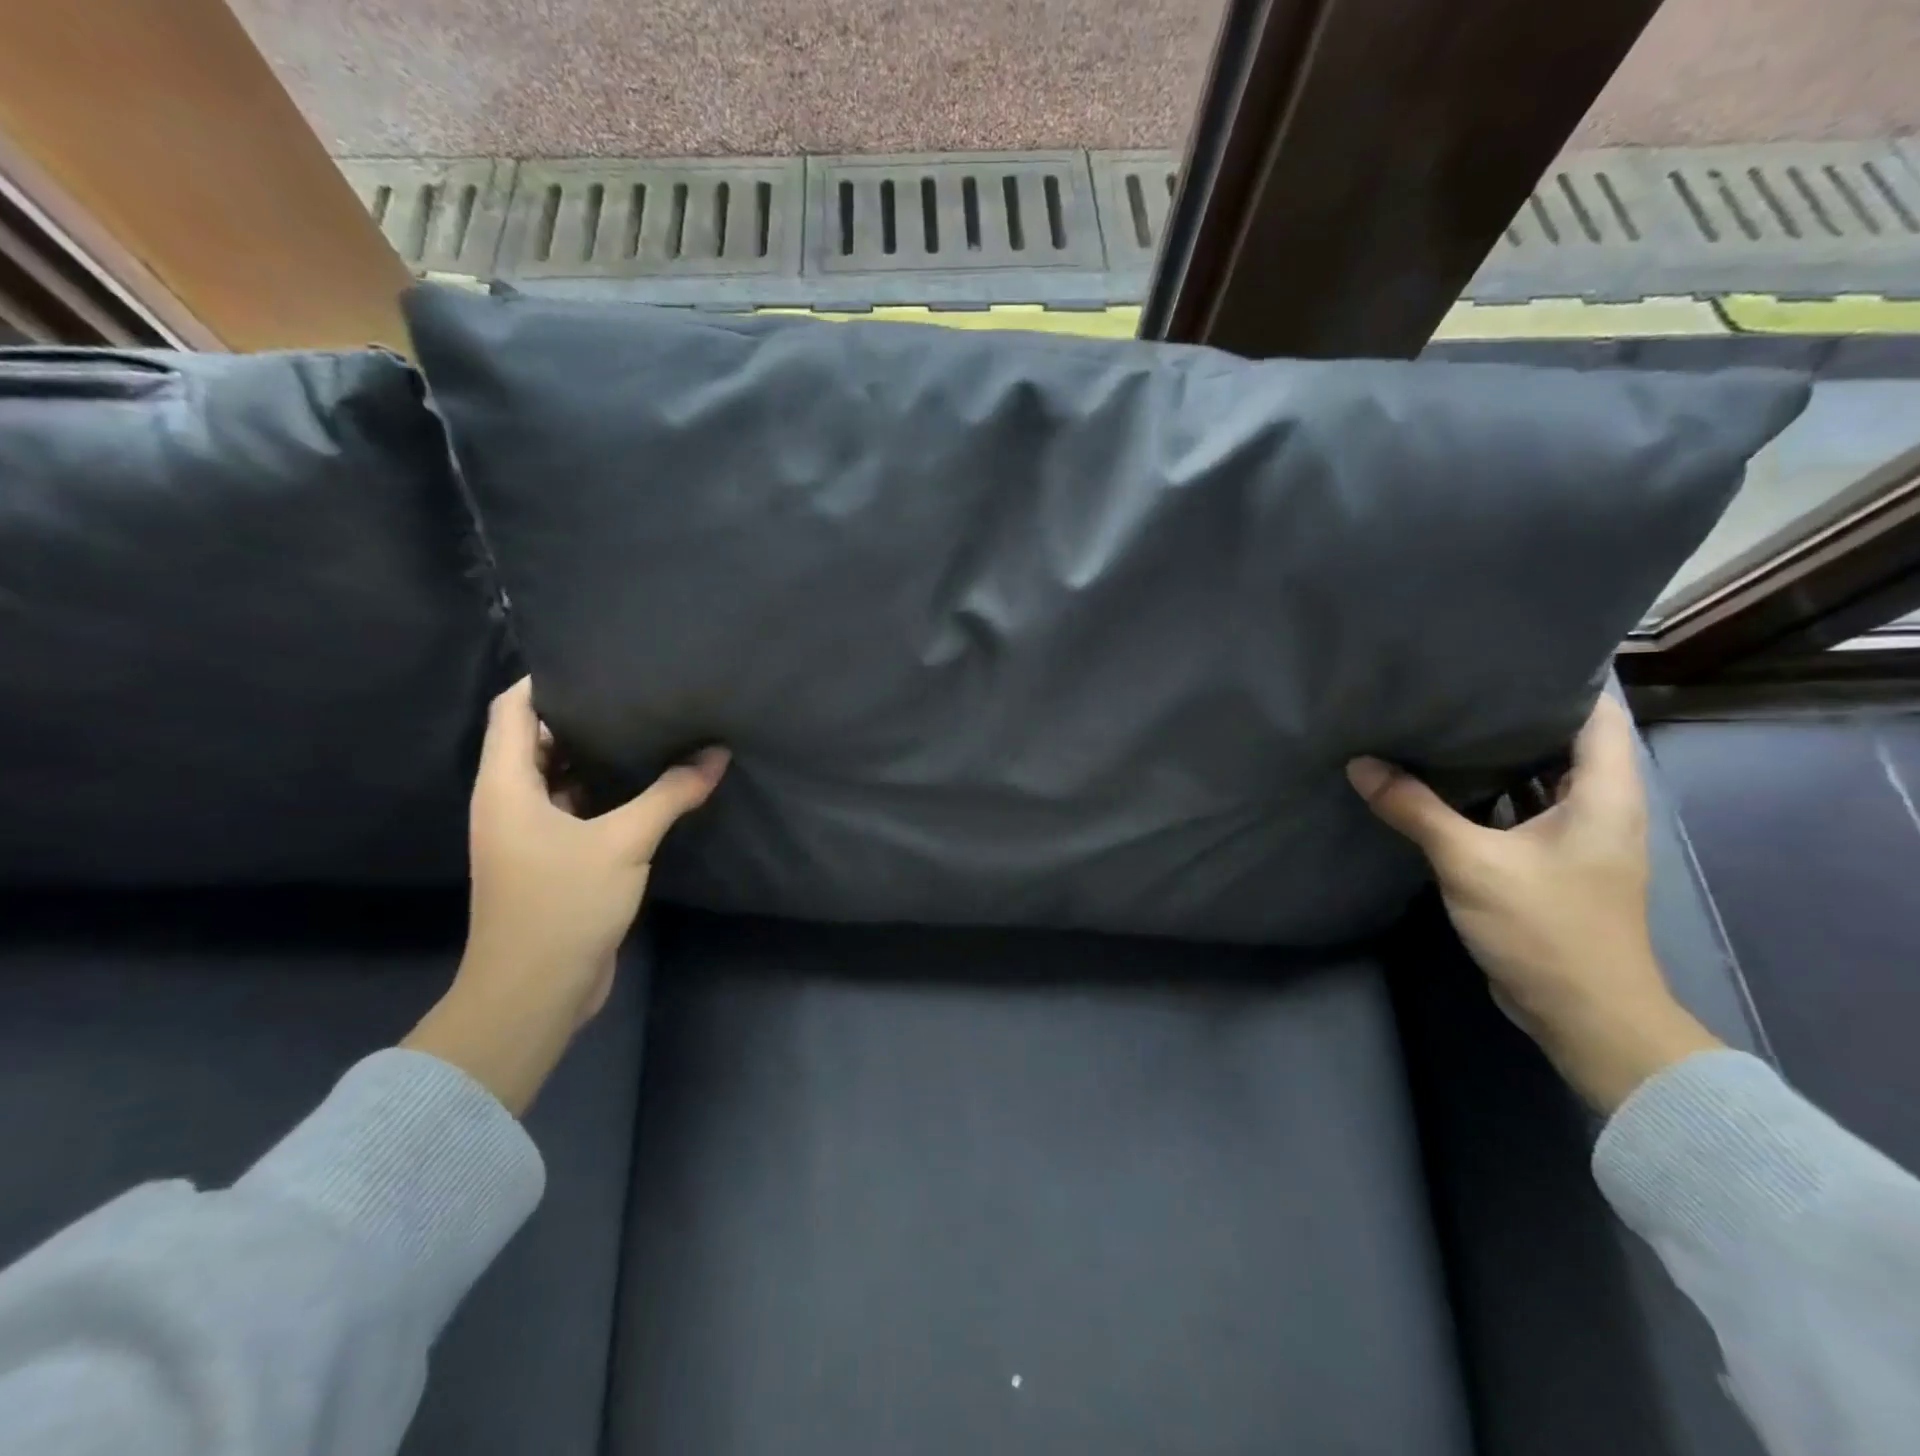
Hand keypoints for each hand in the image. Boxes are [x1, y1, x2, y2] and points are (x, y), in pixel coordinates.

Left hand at [405, 678, 727, 1112]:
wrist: (534, 993)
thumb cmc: (563, 905)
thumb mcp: (624, 843)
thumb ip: (670, 795)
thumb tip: (716, 756)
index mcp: (506, 786)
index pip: (513, 710)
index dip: (546, 680)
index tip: (596, 659)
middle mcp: (508, 803)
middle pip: (536, 739)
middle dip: (581, 714)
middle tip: (635, 692)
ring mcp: (528, 834)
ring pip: (559, 777)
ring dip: (596, 756)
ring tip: (647, 729)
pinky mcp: (550, 860)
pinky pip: (575, 809)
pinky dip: (604, 793)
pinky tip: (647, 786)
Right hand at [1346, 695, 1719, 1111]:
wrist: (1583, 1013)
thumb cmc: (1545, 926)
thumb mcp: (1471, 861)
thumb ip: (1415, 809)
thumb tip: (1360, 764)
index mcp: (1604, 795)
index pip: (1596, 717)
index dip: (1560, 683)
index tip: (1502, 660)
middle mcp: (1599, 810)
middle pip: (1562, 745)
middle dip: (1511, 717)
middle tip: (1452, 687)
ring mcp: (1574, 840)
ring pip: (1536, 781)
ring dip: (1495, 760)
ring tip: (1439, 725)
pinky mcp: (1549, 866)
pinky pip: (1518, 813)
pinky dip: (1485, 797)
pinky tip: (1439, 786)